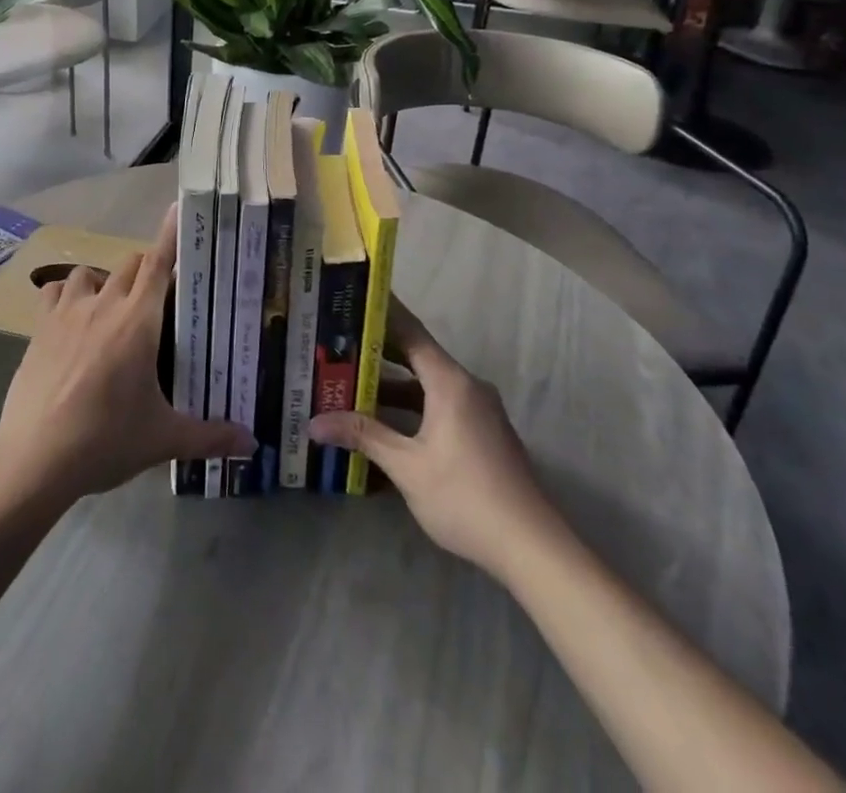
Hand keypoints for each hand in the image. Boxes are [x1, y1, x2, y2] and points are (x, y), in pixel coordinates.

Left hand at [0, 204, 254, 501]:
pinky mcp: (40, 327)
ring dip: (105, 281)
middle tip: (157, 299)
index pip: (158, 263)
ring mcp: (67, 313)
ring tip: (111, 309)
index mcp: (138, 321)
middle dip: (146, 270)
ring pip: (90, 272)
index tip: (178, 210)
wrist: (35, 458)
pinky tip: (71, 317)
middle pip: (130, 264)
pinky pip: (54, 291)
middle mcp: (104, 305)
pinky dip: (66, 295)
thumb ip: (210, 436)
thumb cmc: (105, 440)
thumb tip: (252, 442)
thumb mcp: (163, 440)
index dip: (170, 235)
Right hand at [309, 302, 556, 566]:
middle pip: (417, 356)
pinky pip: (440, 404)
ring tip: (350, 383)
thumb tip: (314, 423)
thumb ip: (362, 436)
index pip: (410, 332)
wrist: (531, 547)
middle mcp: (467, 386)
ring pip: (427, 385)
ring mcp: (478, 410)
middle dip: (378, 351)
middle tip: (337, 342)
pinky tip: (384, 423)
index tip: (352, 298)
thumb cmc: (465, 497)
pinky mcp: (482, 433)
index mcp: (450, 382)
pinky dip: (412, 406)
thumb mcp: (407, 466)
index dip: (381, 314)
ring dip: (392, 385)